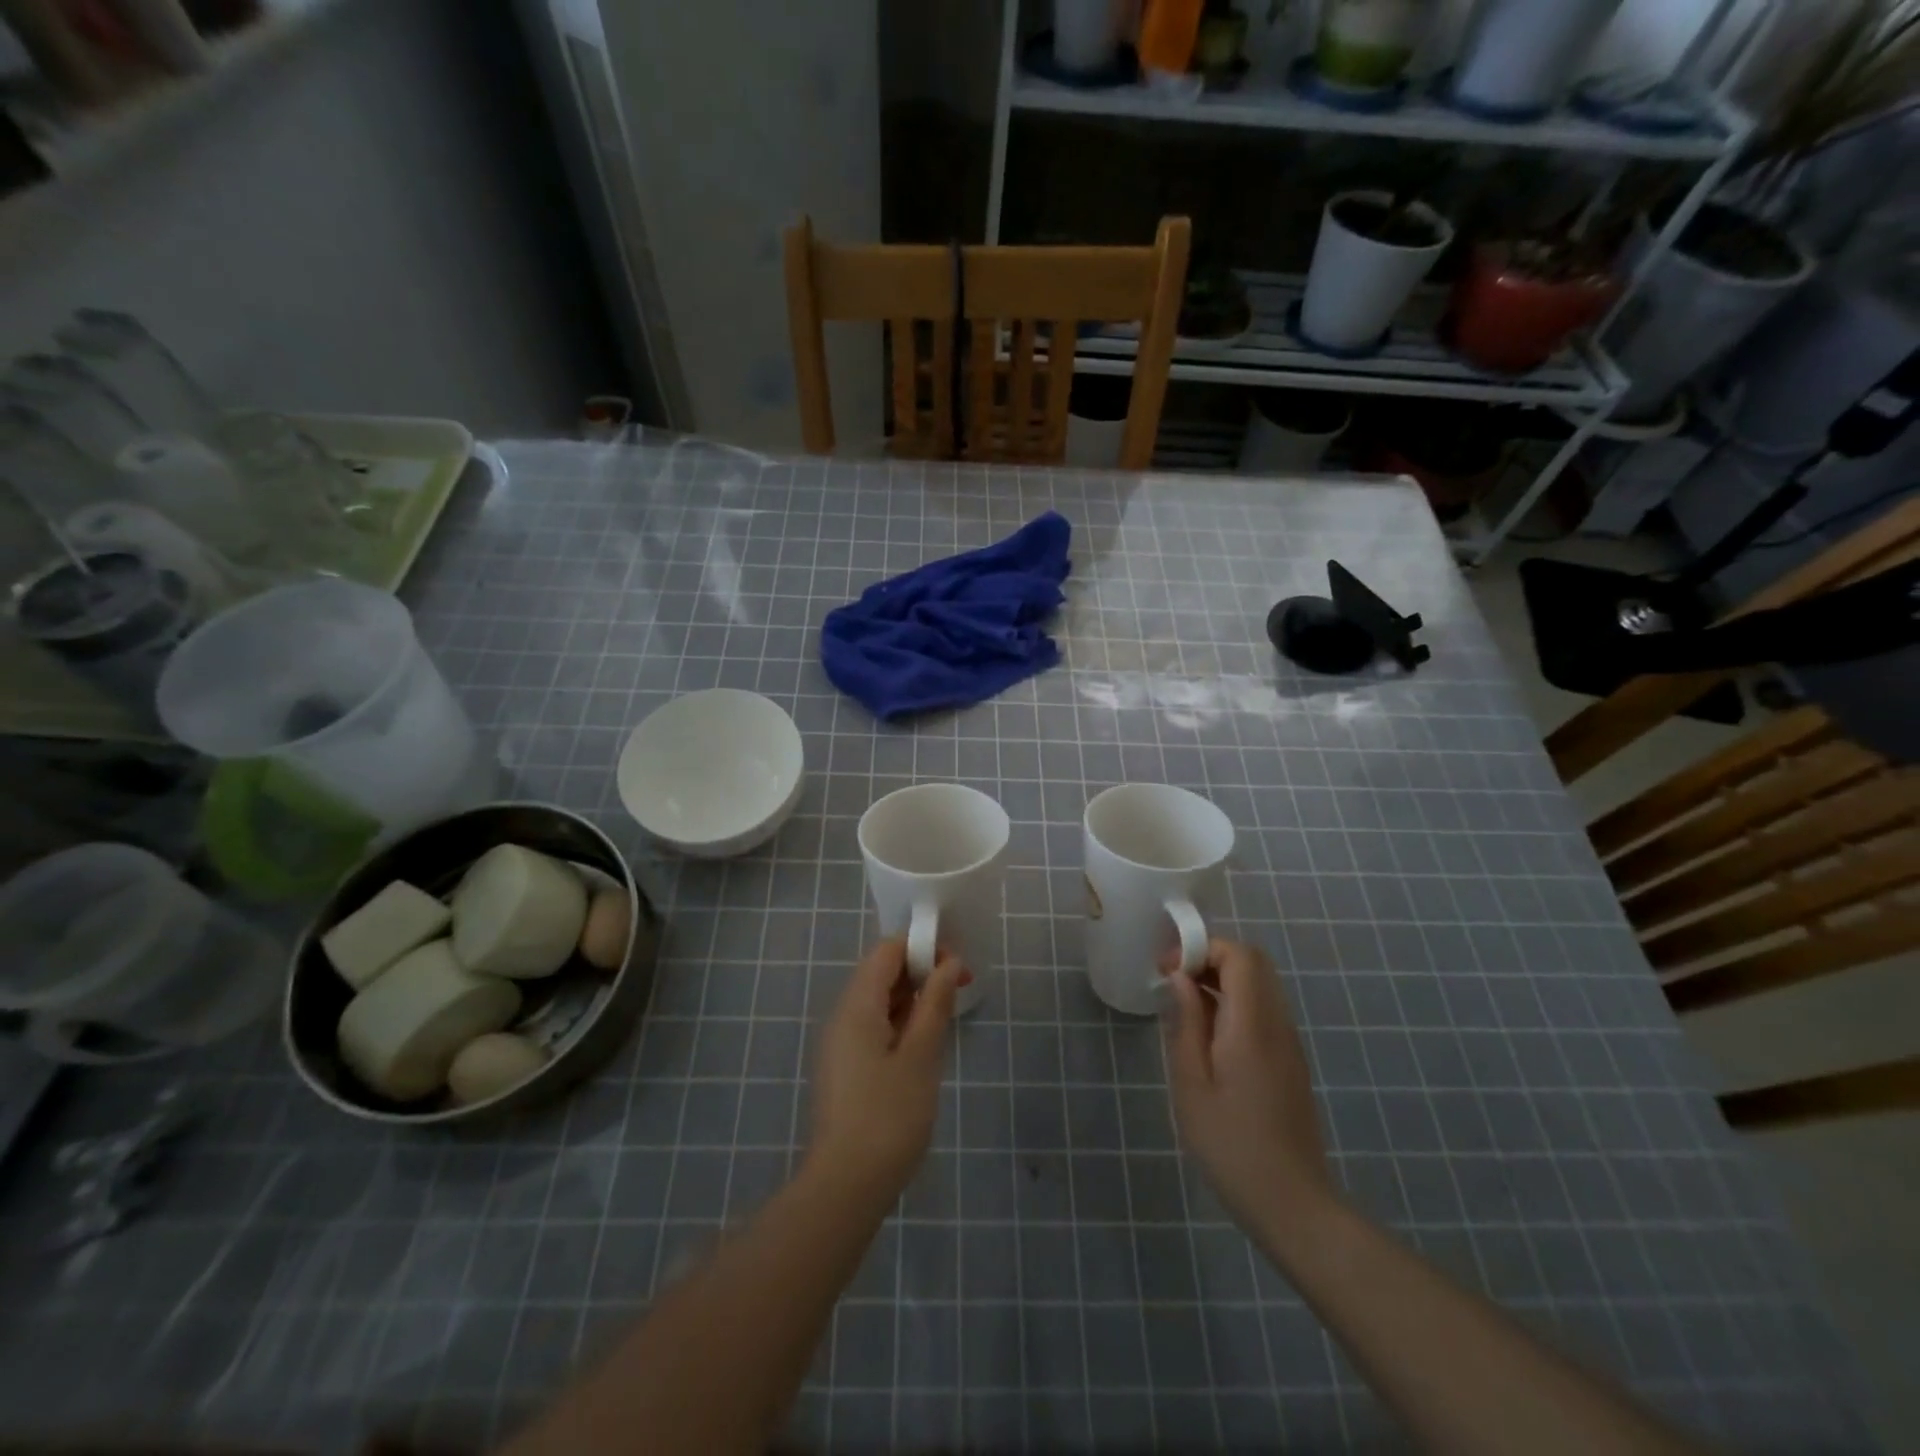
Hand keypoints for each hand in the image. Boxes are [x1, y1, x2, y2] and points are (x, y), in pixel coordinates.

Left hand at [809, 939, 967, 1202]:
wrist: (846, 1186)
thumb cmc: (889, 1116)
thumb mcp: (922, 1056)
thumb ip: (935, 1004)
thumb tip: (948, 964)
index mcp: (857, 1005)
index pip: (887, 951)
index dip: (923, 948)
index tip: (957, 968)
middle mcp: (842, 1015)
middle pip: (881, 972)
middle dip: (921, 972)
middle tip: (959, 992)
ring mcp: (840, 1043)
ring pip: (878, 1002)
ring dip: (913, 1000)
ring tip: (945, 1019)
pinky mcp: (844, 1067)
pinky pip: (874, 1027)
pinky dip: (900, 1024)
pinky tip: (923, 1047)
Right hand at [1162, 939, 1334, 1238]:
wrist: (1292, 1205)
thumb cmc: (1231, 1146)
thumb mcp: (1192, 1084)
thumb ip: (1186, 1023)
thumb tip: (1180, 977)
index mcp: (1253, 1026)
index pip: (1239, 956)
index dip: (1201, 948)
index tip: (1166, 968)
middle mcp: (1278, 1025)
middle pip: (1253, 963)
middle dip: (1210, 957)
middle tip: (1173, 981)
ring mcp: (1289, 1044)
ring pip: (1260, 986)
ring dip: (1222, 979)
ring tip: (1184, 1006)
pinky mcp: (1291, 1063)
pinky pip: (1264, 1011)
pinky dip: (1235, 1003)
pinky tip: (1208, 1036)